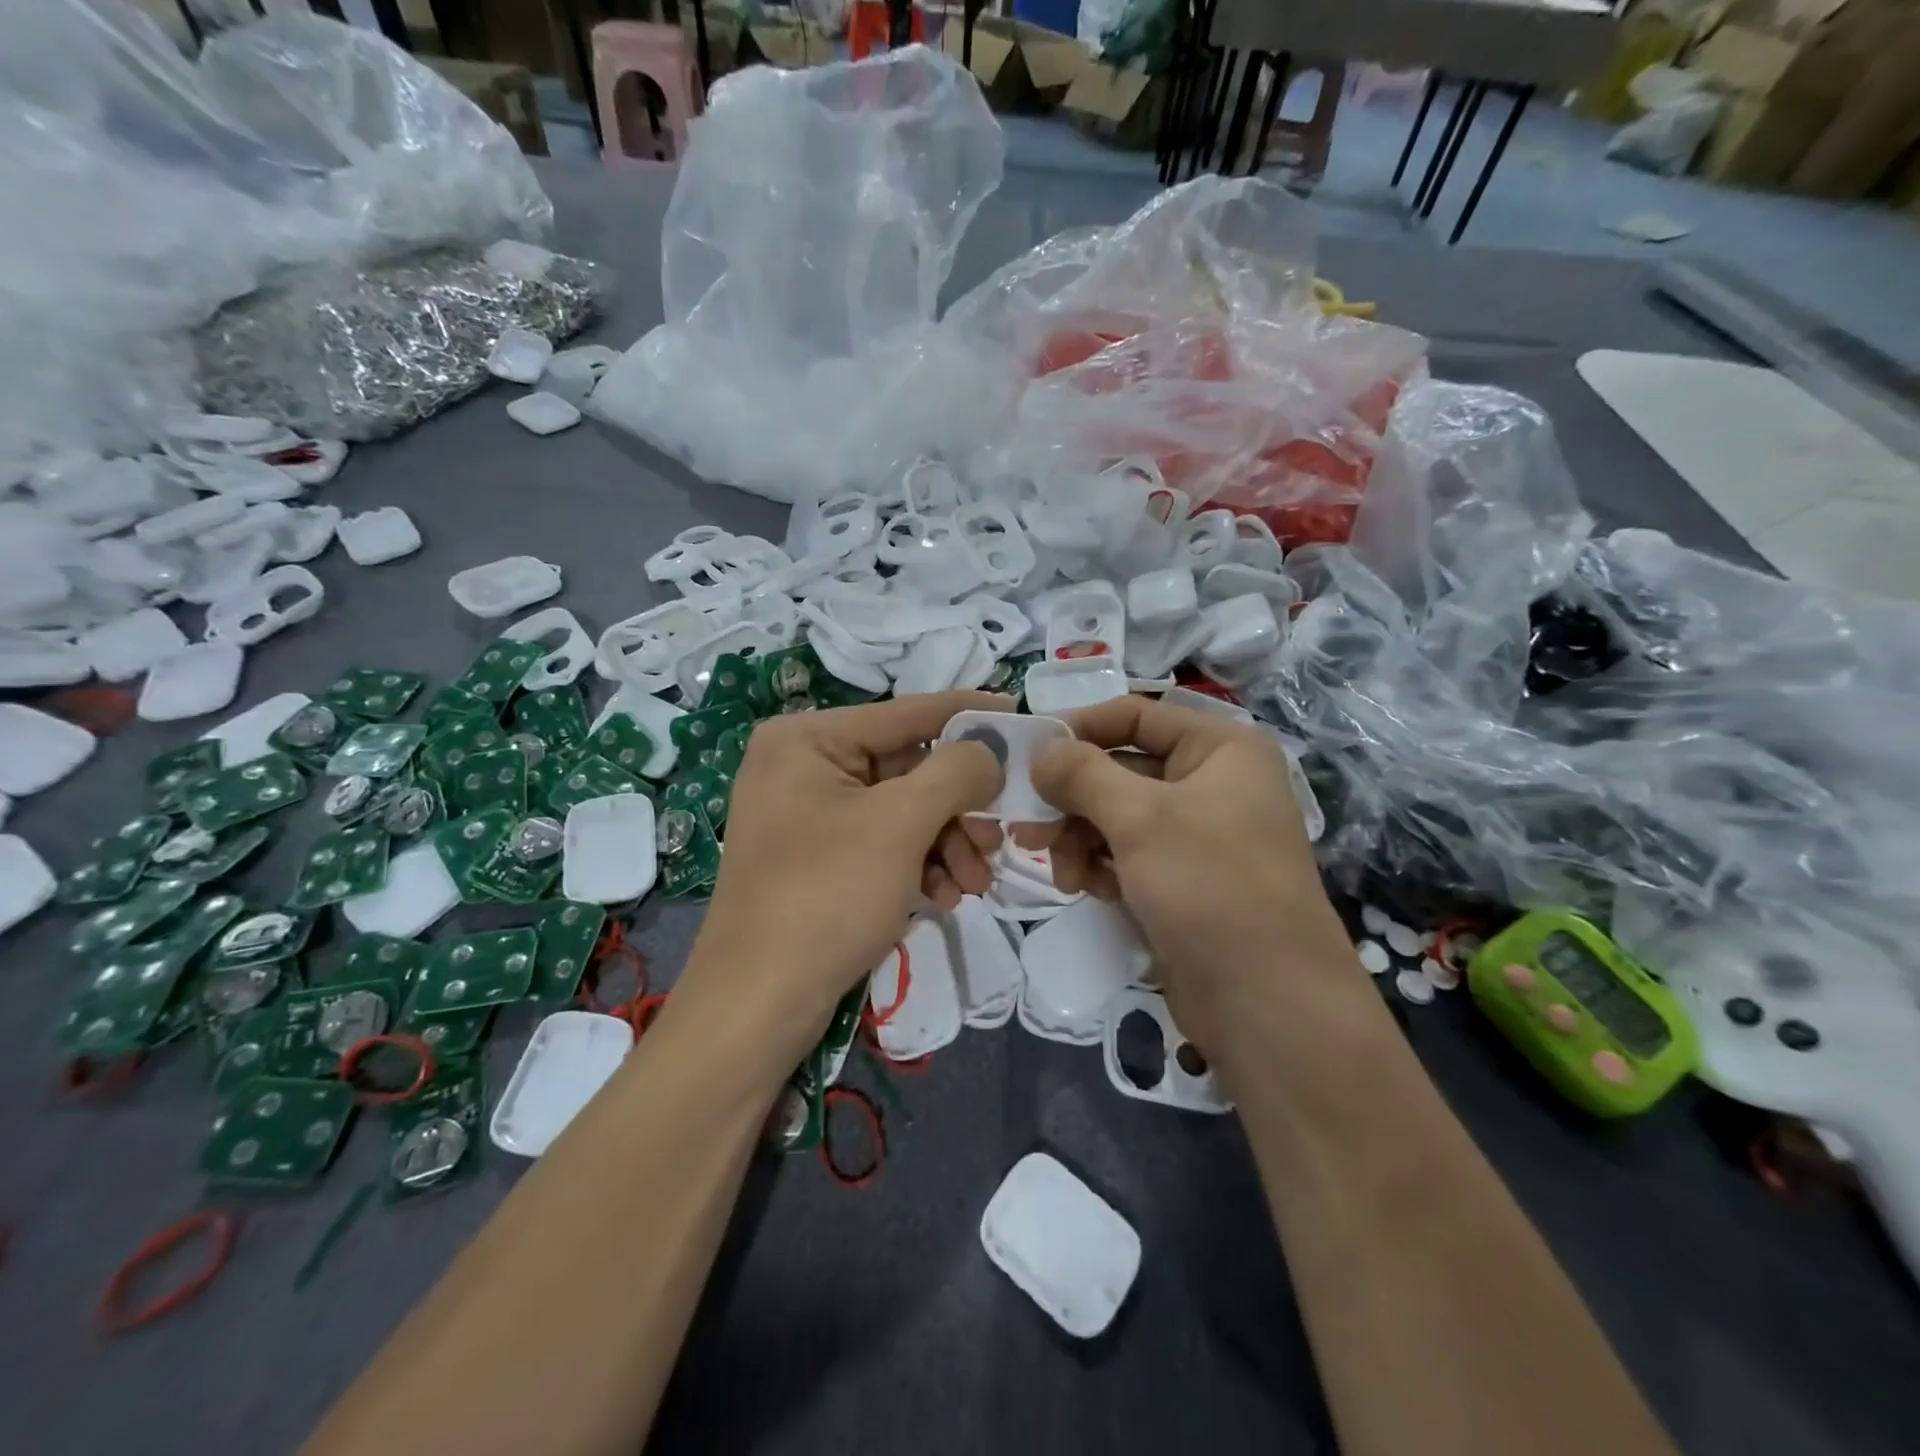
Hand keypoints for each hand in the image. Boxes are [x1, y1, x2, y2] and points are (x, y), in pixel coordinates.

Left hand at [675, 691, 1007, 1063]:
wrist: (757, 1005)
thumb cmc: (826, 898)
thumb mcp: (899, 825)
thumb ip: (955, 772)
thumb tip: (990, 752)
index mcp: (807, 739)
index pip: (906, 714)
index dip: (967, 714)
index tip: (1020, 713)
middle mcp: (803, 765)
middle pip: (908, 767)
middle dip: (960, 807)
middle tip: (1000, 837)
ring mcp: (808, 813)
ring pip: (902, 809)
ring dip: (947, 842)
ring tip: (975, 883)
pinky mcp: (818, 856)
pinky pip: (882, 842)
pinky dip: (919, 864)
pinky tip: (944, 897)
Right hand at [1028, 695, 1356, 1062]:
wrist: (1268, 1005)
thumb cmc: (1210, 888)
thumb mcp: (1140, 819)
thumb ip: (1082, 774)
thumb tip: (1039, 748)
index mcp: (1220, 749)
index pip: (1135, 715)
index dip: (1079, 728)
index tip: (1028, 756)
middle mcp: (1211, 783)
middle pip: (1119, 769)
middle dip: (1071, 798)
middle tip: (1025, 823)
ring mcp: (1197, 835)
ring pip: (1116, 815)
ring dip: (1079, 837)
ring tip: (1060, 871)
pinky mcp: (1182, 880)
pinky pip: (1126, 854)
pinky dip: (1099, 865)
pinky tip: (1083, 888)